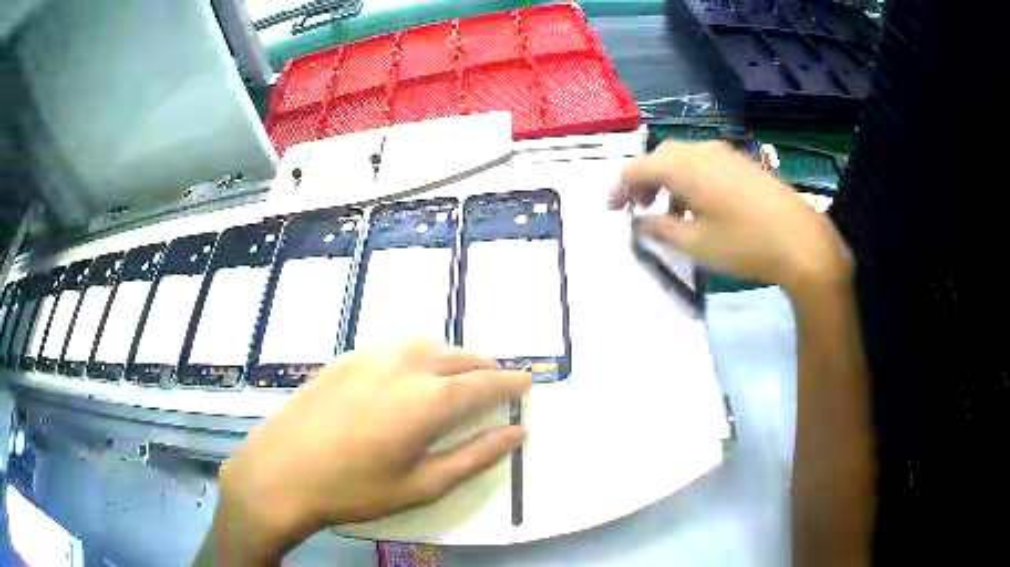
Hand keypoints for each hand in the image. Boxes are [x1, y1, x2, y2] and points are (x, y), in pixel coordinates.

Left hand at [213, 340, 530, 556]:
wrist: (280, 471)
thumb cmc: (355, 488)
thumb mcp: (422, 484)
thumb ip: (475, 456)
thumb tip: (517, 433)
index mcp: (430, 399)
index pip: (487, 382)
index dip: (512, 382)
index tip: (529, 382)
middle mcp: (405, 365)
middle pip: (460, 356)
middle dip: (485, 368)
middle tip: (497, 385)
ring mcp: (372, 356)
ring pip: (428, 344)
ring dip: (452, 358)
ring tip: (457, 380)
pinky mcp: (346, 357)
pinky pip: (396, 347)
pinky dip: (418, 356)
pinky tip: (408, 378)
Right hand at [610, 141, 851, 290]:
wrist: (800, 240)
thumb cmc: (744, 244)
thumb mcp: (695, 244)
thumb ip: (660, 230)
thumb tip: (640, 223)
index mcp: (683, 166)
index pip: (637, 168)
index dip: (619, 188)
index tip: (612, 210)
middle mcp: (701, 151)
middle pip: (660, 157)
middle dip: (644, 181)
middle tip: (639, 209)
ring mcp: (725, 154)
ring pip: (684, 159)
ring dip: (668, 180)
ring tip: (670, 212)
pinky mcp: (743, 163)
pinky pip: (705, 164)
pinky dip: (691, 180)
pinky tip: (701, 207)